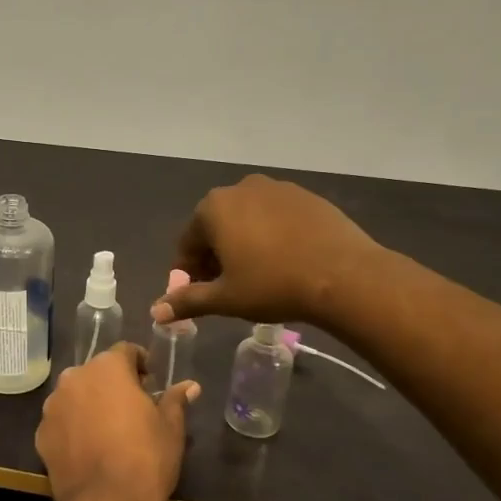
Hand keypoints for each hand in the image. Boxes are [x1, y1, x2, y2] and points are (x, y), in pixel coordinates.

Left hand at [34, 343, 198, 500]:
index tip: (151, 383)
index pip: (126, 351)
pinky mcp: (41, 433)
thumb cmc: (146, 458)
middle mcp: (74, 378)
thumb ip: (175, 400)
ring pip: (76, 395)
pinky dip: (73, 428)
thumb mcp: (170, 428)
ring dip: (90, 404)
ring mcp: (53, 406)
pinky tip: (88, 449)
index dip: (141, 364)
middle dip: (113, 384)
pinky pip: (61, 421)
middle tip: (132, 408)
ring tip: (108, 430)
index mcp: (107, 368)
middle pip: (97, 372)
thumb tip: (189, 386)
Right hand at [152, 175, 379, 328]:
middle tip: (226, 287)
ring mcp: (277, 188)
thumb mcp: (225, 299)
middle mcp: (241, 188)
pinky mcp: (307, 196)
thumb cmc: (273, 285)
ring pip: (248, 219)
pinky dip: (272, 235)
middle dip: (215, 256)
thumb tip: (156, 311)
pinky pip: (277, 216)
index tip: (196, 293)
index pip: (188, 242)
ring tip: (257, 275)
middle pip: (217, 226)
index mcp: (213, 208)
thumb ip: (187, 301)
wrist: (344, 275)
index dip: (188, 272)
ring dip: (243, 243)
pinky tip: (285, 260)